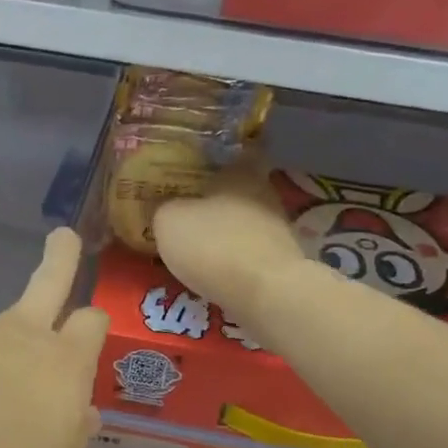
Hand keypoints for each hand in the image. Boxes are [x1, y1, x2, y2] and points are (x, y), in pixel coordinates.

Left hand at [0, 228, 108, 447]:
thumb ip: (73, 447)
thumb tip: (83, 418)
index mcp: (65, 363)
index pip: (92, 323)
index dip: (97, 322)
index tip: (95, 317)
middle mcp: (22, 339)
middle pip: (50, 284)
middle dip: (62, 259)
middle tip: (64, 237)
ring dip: (6, 342)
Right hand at [152, 157, 303, 319]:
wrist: (265, 293)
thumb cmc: (213, 244)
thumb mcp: (168, 221)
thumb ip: (165, 209)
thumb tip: (167, 209)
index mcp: (240, 172)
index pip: (234, 154)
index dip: (215, 162)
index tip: (197, 171)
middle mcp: (265, 193)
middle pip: (238, 191)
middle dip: (216, 201)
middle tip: (188, 212)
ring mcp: (278, 229)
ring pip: (245, 223)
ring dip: (226, 233)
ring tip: (198, 247)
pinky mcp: (282, 262)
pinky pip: (251, 253)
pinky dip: (235, 259)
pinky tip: (216, 271)